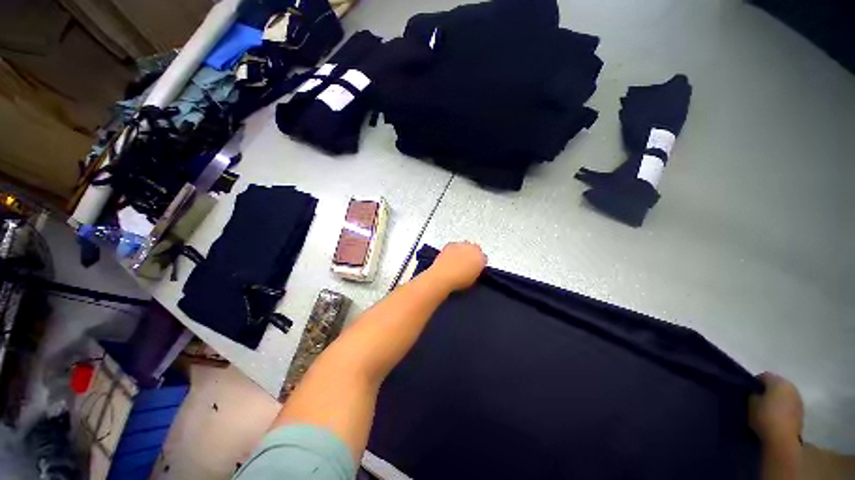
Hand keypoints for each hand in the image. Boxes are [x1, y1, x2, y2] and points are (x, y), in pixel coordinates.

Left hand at [427, 242, 487, 291]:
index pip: (484, 257)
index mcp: (481, 258)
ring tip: (456, 260)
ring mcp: (461, 245)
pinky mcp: (451, 244)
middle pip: (475, 248)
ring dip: (463, 250)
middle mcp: (473, 248)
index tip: (475, 265)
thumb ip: (476, 270)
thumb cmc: (458, 281)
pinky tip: (449, 257)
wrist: (443, 276)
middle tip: (466, 262)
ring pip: (465, 245)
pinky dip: (453, 250)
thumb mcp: (472, 279)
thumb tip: (473, 268)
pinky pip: (454, 245)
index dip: (479, 262)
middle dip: (472, 254)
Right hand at [750, 372, 803, 446]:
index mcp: (778, 381)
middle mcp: (791, 386)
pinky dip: (783, 408)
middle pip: (777, 385)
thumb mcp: (751, 403)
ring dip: (777, 400)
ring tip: (767, 409)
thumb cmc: (764, 416)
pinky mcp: (801, 412)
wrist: (783, 438)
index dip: (755, 383)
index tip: (749, 392)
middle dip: (768, 391)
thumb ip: (753, 394)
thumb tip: (755, 393)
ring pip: (785, 395)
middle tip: (758, 400)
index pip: (764, 376)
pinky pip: (789, 405)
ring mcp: (798, 400)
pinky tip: (776, 416)